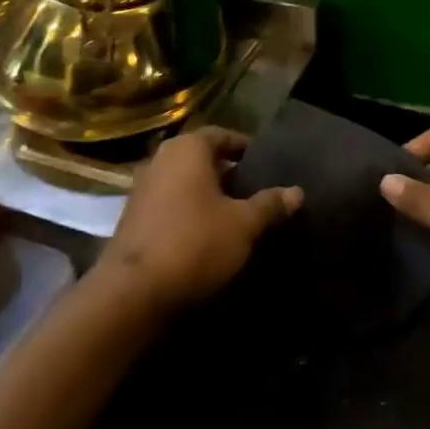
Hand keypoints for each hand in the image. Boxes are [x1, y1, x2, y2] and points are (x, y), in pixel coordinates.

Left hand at [94, 129, 302, 315]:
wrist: (132, 293)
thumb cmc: (194, 243)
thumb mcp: (243, 225)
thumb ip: (270, 205)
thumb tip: (297, 191)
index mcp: (187, 149)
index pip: (222, 135)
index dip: (245, 148)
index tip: (265, 164)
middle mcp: (161, 160)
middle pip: (201, 159)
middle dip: (227, 173)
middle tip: (255, 190)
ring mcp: (141, 190)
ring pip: (183, 183)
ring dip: (207, 195)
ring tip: (235, 215)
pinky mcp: (132, 220)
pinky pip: (169, 206)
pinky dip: (188, 214)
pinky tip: (206, 236)